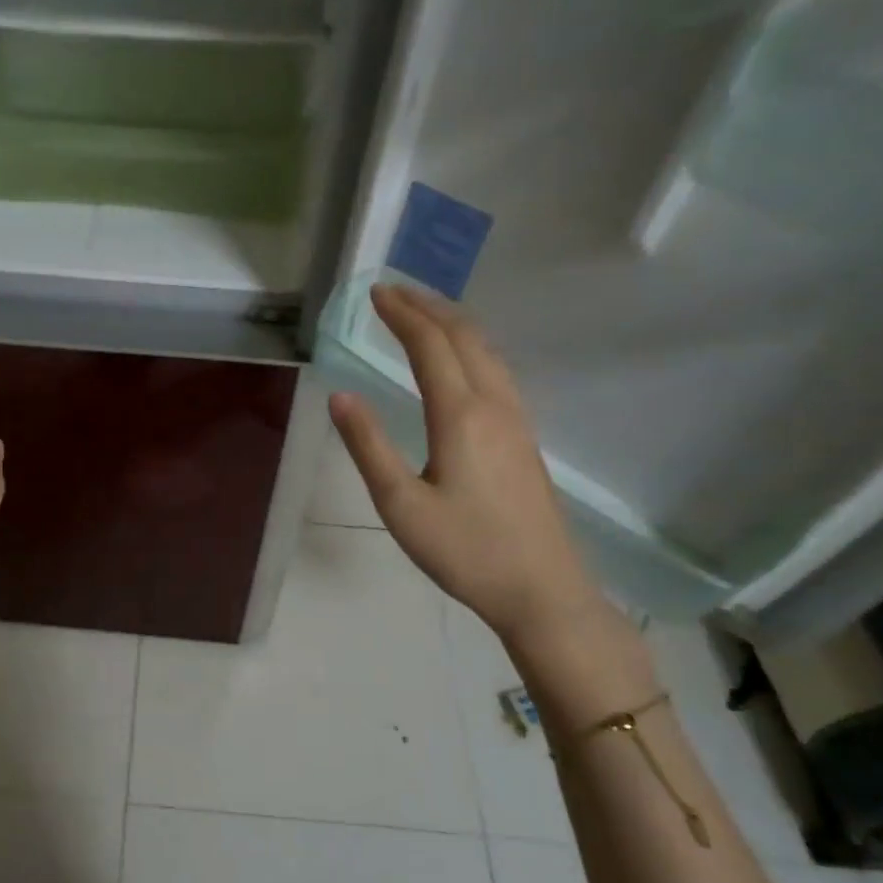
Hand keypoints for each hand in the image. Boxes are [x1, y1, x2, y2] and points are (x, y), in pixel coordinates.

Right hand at [328, 285, 611, 646]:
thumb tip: (340, 396)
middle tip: (394, 292)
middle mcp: (494, 405)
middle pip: (465, 337)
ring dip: (453, 324)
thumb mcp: (401, 504)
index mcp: (460, 415)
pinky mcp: (525, 438)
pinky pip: (497, 371)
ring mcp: (517, 420)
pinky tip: (461, 361)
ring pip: (487, 351)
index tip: (375, 293)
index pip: (430, 346)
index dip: (402, 315)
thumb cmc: (465, 551)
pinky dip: (471, 347)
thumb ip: (369, 446)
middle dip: (428, 307)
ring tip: (424, 313)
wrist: (542, 590)